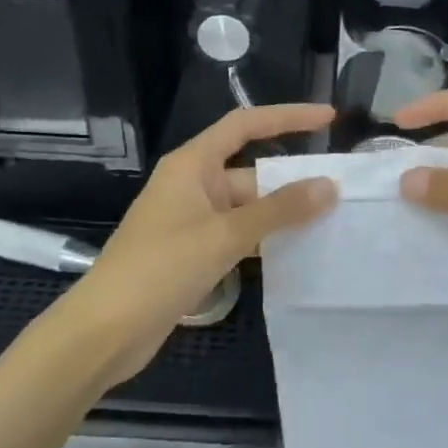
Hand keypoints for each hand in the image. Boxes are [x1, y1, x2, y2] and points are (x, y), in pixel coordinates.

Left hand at [62, 103, 336, 388]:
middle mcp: (192, 185)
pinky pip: (238, 234)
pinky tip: (297, 251)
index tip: (328, 118)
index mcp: (192, 164)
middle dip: (292, 180)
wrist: (106, 330)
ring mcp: (191, 220)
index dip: (287, 117)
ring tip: (331, 221)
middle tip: (342, 191)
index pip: (244, 125)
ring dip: (282, 214)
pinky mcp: (192, 252)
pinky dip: (265, 239)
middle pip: (251, 171)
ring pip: (247, 207)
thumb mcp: (224, 235)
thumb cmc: (160, 268)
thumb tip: (329, 187)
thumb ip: (279, 210)